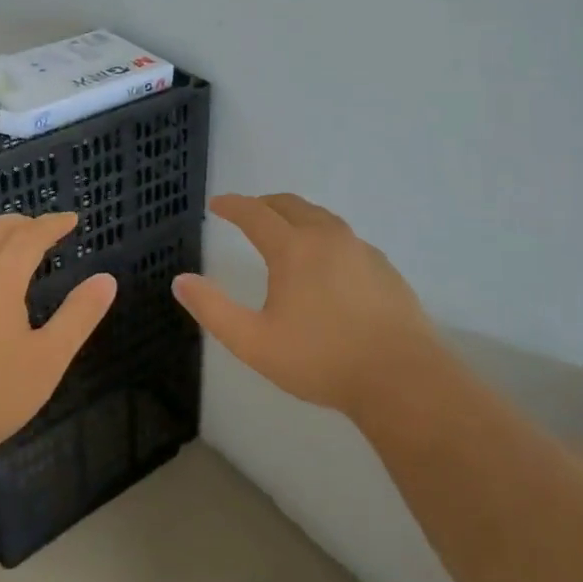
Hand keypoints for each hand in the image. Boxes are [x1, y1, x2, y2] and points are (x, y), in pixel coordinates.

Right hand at [172, 193, 439, 422]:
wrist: (401, 377)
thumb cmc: (321, 359)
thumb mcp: (254, 342)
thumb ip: (213, 309)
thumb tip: (180, 280)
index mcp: (293, 248)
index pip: (255, 213)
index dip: (232, 205)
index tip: (216, 204)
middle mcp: (327, 237)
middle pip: (290, 205)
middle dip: (263, 204)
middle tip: (247, 212)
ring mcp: (360, 249)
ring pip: (321, 217)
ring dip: (296, 215)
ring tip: (284, 229)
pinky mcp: (384, 267)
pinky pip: (344, 237)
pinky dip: (323, 235)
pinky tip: (325, 261)